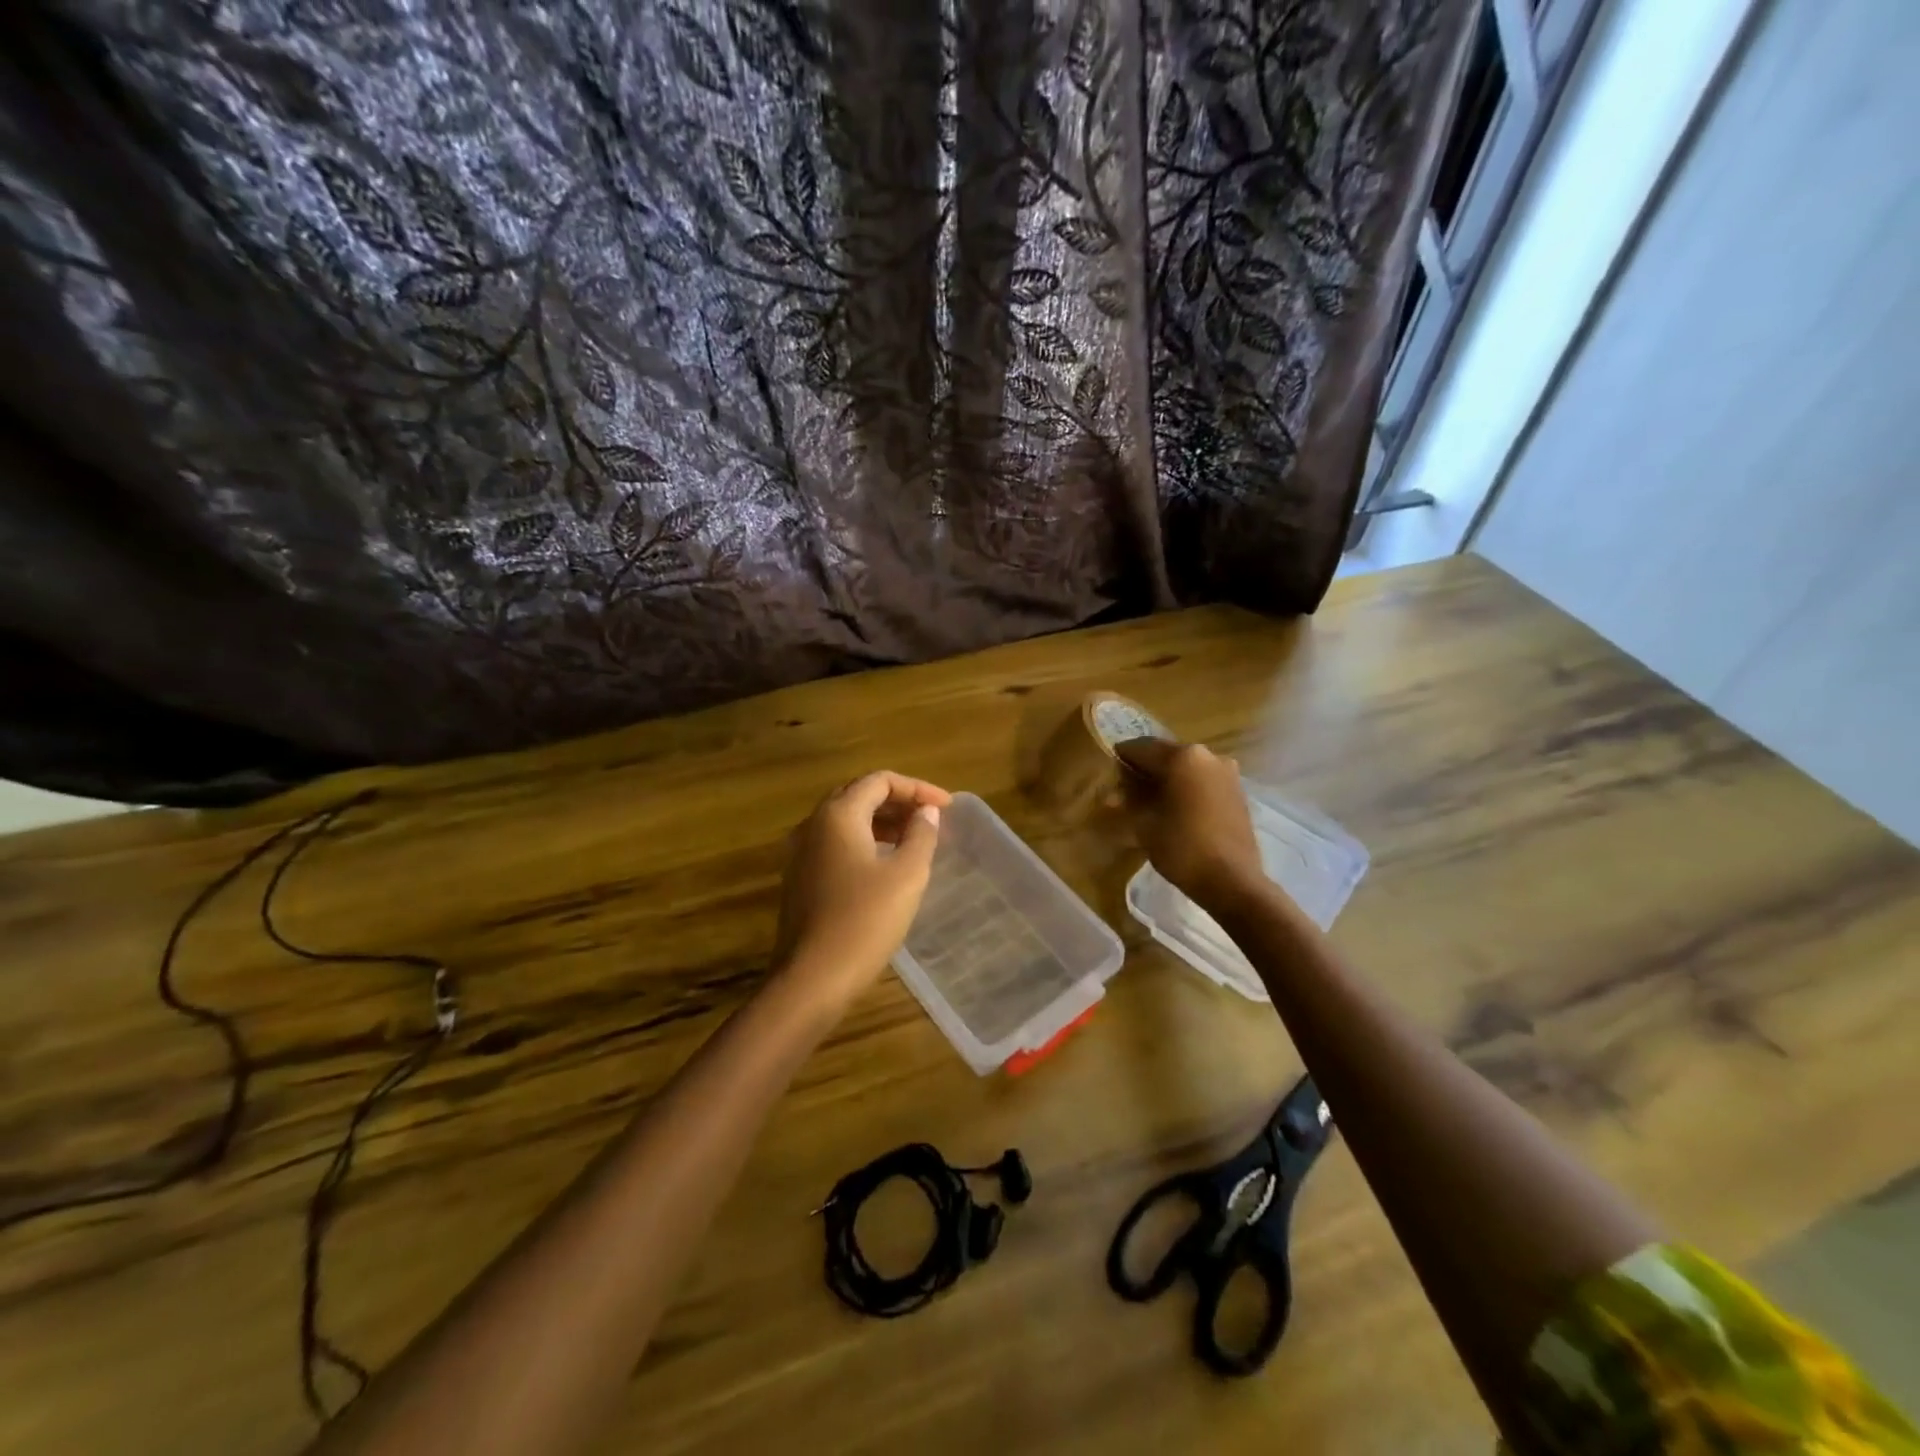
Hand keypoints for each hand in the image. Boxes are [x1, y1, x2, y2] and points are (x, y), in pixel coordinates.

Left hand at [773, 772, 952, 1001]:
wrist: (811, 979)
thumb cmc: (864, 921)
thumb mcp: (906, 875)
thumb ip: (920, 835)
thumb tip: (926, 812)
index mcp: (837, 815)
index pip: (879, 781)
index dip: (917, 788)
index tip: (948, 807)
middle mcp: (813, 825)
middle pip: (859, 795)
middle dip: (898, 801)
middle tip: (931, 817)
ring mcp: (801, 853)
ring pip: (846, 821)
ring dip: (882, 822)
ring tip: (915, 838)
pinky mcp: (800, 879)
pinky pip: (836, 844)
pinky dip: (865, 841)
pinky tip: (886, 864)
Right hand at [1113, 738, 1262, 908]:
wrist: (1232, 881)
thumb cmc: (1182, 848)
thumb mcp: (1144, 823)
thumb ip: (1129, 799)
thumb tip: (1119, 791)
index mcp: (1182, 757)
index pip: (1140, 747)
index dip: (1120, 759)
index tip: (1108, 774)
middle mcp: (1207, 755)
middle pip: (1165, 754)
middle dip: (1144, 769)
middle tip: (1125, 790)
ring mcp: (1226, 772)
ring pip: (1185, 767)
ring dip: (1166, 778)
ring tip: (1150, 801)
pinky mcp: (1236, 790)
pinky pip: (1202, 780)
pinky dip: (1186, 787)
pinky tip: (1175, 808)